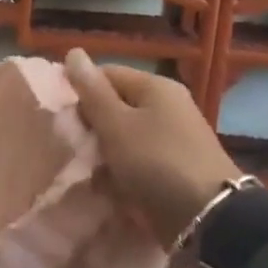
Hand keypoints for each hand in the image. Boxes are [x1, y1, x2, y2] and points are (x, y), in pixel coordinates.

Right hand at [65, 48, 242, 245]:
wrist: (205, 215)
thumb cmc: (155, 162)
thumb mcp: (117, 125)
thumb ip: (93, 92)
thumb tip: (73, 52)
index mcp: (155, 87)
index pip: (107, 74)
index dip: (80, 92)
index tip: (61, 118)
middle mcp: (167, 106)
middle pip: (116, 106)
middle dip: (91, 126)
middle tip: (71, 147)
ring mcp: (173, 138)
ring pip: (124, 137)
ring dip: (103, 153)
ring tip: (84, 170)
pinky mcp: (173, 167)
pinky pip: (137, 161)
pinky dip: (121, 172)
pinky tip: (106, 187)